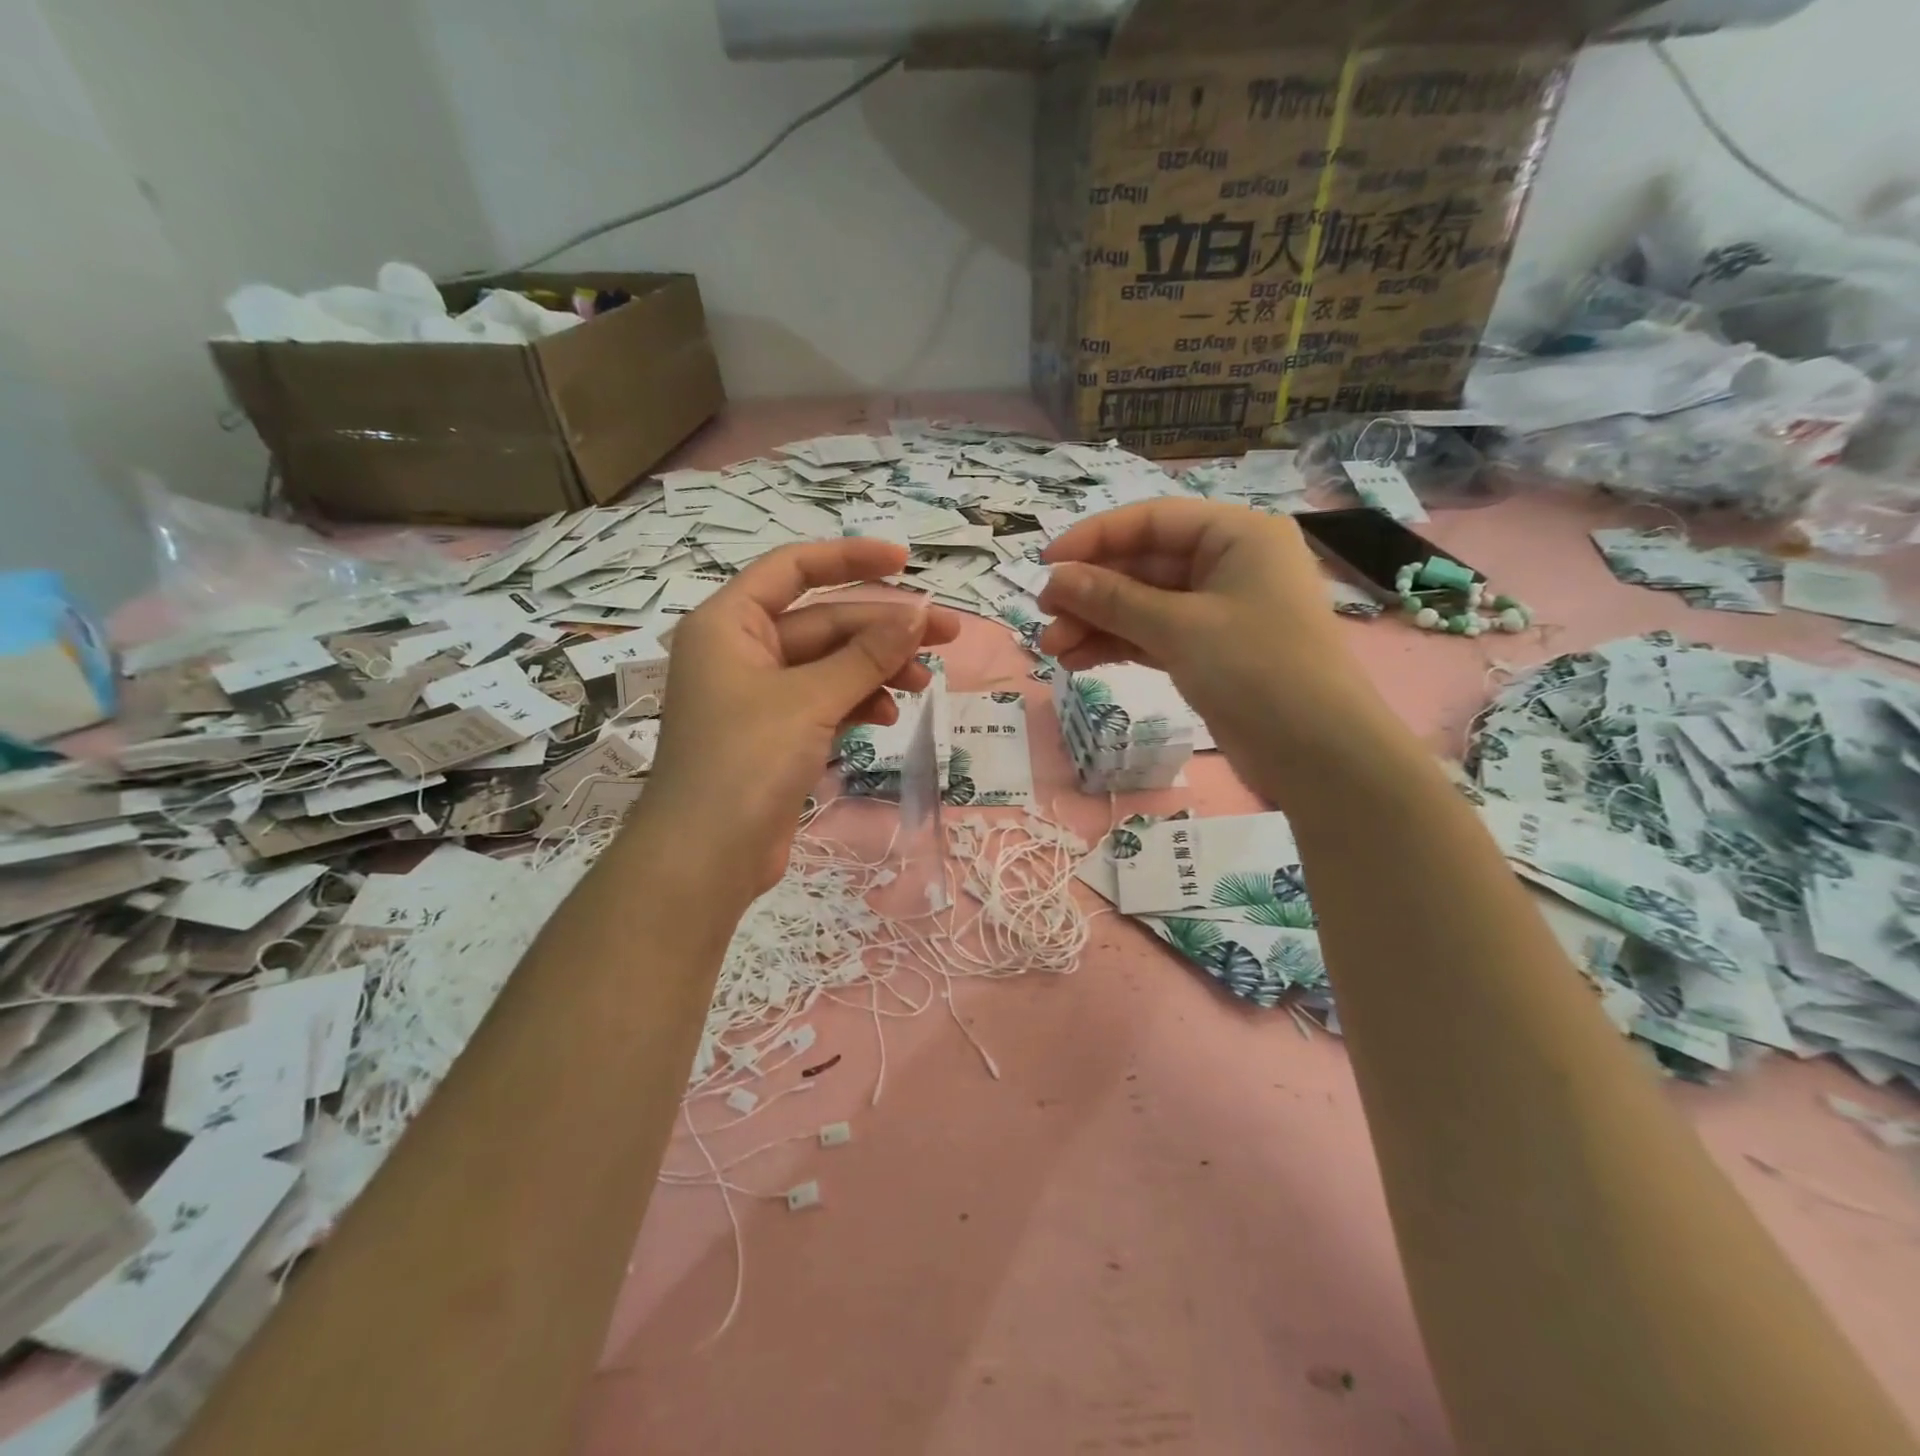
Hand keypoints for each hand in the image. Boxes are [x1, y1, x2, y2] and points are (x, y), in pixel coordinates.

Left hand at [638, 540, 959, 892]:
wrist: (706, 858)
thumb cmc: (744, 762)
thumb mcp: (809, 699)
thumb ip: (866, 655)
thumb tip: (919, 614)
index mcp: (729, 623)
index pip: (794, 570)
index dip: (850, 559)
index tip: (906, 563)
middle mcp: (742, 650)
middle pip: (824, 622)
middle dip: (883, 629)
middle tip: (947, 635)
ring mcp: (760, 695)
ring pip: (831, 665)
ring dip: (878, 669)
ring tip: (924, 683)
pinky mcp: (778, 734)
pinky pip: (827, 701)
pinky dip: (859, 703)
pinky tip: (888, 716)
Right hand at [1037, 500, 1389, 805]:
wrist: (1318, 754)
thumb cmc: (1258, 669)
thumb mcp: (1180, 628)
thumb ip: (1113, 600)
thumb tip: (1055, 580)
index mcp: (1236, 535)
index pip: (1151, 521)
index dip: (1094, 539)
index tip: (1045, 566)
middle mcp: (1228, 564)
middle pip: (1143, 565)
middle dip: (1091, 591)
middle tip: (1044, 617)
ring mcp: (1219, 611)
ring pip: (1143, 605)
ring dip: (1097, 623)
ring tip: (1052, 648)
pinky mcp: (1209, 652)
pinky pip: (1153, 636)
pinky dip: (1118, 645)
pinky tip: (1078, 659)